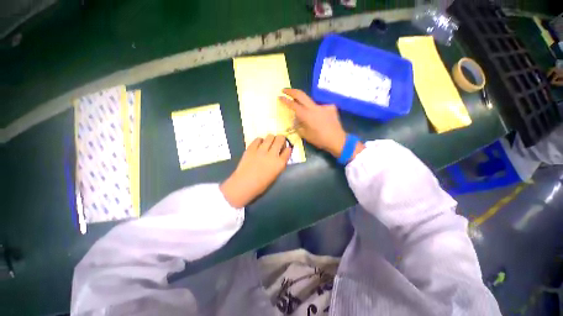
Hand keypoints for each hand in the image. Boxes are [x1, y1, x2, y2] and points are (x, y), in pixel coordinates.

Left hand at [220, 135, 291, 207]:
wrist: (244, 185)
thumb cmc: (261, 185)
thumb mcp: (275, 175)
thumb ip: (279, 164)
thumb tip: (280, 157)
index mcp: (279, 163)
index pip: (288, 150)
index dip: (287, 149)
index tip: (285, 149)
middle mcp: (272, 154)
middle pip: (280, 139)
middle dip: (281, 139)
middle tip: (278, 143)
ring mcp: (261, 150)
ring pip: (270, 136)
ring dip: (271, 139)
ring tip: (269, 143)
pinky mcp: (251, 148)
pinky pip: (258, 139)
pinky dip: (260, 141)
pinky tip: (259, 145)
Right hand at [279, 89, 346, 156]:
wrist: (337, 140)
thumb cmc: (320, 140)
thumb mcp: (305, 135)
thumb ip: (299, 125)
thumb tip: (296, 120)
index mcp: (306, 116)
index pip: (293, 105)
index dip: (285, 100)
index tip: (279, 97)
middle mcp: (314, 108)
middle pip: (301, 95)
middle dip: (291, 91)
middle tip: (285, 90)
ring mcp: (323, 106)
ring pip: (311, 103)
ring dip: (306, 107)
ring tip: (309, 118)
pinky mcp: (331, 107)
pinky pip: (320, 107)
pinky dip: (317, 112)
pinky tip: (321, 120)